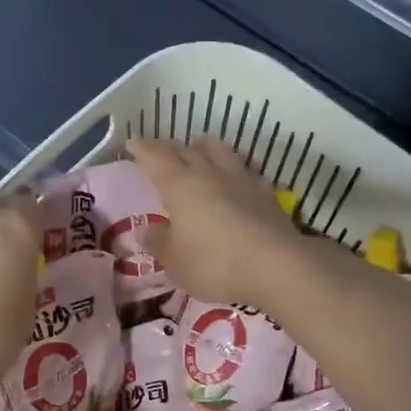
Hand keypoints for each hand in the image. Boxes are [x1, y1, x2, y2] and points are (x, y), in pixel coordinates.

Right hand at [128, 138, 300, 306]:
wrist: (277, 267)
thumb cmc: (214, 263)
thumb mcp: (175, 261)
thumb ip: (158, 242)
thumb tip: (145, 230)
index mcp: (180, 185)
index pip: (156, 157)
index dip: (142, 149)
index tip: (132, 144)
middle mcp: (209, 173)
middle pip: (186, 149)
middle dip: (170, 148)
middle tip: (160, 151)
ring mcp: (242, 180)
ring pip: (220, 151)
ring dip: (205, 149)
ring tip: (199, 153)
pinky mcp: (267, 194)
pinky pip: (245, 171)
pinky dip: (233, 171)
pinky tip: (235, 181)